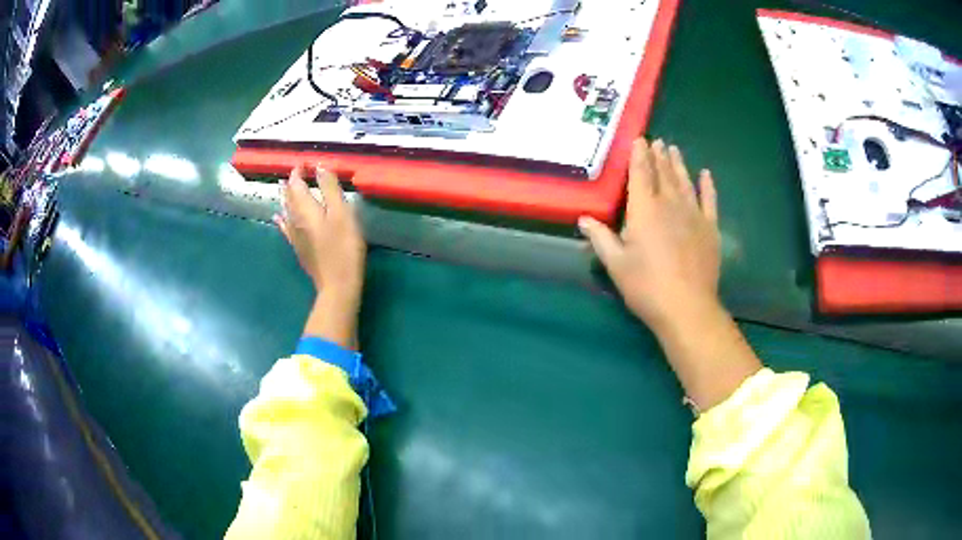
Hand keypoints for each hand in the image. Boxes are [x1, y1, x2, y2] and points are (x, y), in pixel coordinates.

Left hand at [274, 165, 365, 296]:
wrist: (337, 285)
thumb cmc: (343, 247)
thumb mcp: (342, 214)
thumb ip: (330, 188)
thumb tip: (319, 166)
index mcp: (306, 209)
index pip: (297, 184)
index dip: (299, 171)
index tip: (304, 161)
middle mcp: (296, 220)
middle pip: (289, 197)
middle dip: (291, 182)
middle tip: (294, 171)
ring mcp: (295, 236)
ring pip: (286, 211)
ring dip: (285, 197)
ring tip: (283, 187)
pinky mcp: (299, 248)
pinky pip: (285, 228)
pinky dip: (282, 219)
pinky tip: (278, 218)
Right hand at [580, 138, 720, 332]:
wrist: (686, 307)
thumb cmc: (645, 286)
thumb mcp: (615, 263)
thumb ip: (600, 237)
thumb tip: (583, 218)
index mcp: (644, 209)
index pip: (640, 173)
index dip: (639, 154)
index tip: (639, 139)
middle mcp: (670, 204)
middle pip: (663, 173)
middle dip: (659, 156)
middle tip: (657, 141)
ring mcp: (694, 214)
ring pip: (685, 181)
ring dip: (679, 164)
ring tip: (674, 149)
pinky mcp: (710, 228)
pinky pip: (709, 200)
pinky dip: (707, 186)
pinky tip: (706, 174)